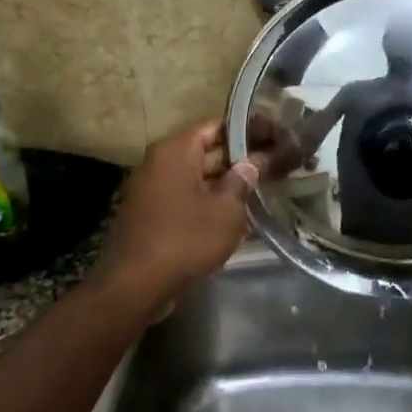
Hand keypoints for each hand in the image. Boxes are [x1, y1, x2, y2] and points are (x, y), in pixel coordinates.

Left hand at [94, 119, 261, 307]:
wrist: (137, 285)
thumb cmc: (186, 239)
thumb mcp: (226, 210)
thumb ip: (242, 181)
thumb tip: (251, 164)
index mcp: (175, 151)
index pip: (215, 126)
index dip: (246, 131)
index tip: (272, 137)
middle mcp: (159, 163)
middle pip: (205, 150)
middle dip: (239, 158)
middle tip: (274, 164)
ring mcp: (152, 189)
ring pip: (196, 176)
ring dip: (225, 182)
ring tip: (260, 188)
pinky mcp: (151, 214)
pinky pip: (185, 197)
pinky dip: (208, 200)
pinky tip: (234, 213)